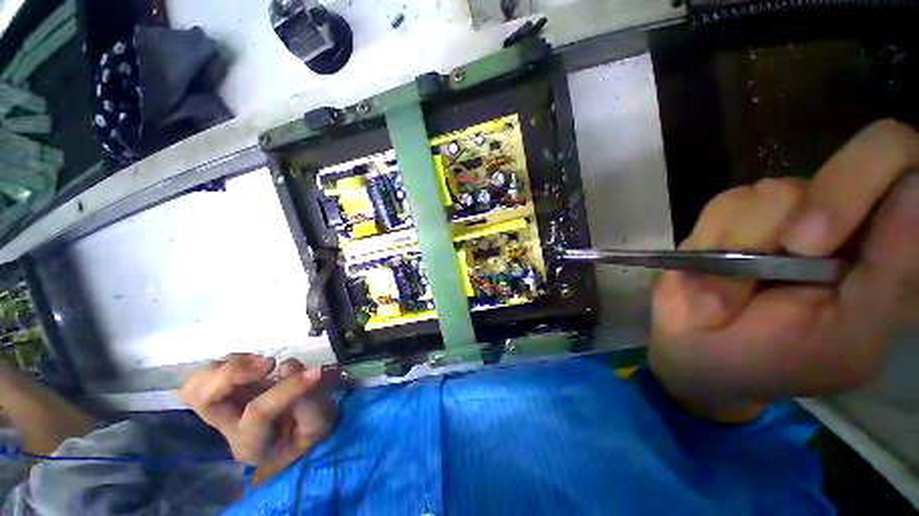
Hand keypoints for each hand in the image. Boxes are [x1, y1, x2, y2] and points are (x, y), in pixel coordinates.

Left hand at [180, 354, 336, 481]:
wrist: (294, 437)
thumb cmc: (308, 432)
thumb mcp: (318, 424)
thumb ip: (306, 400)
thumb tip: (288, 365)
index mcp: (252, 443)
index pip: (258, 413)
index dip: (288, 388)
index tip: (316, 372)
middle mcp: (227, 428)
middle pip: (203, 399)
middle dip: (233, 373)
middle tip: (269, 364)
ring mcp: (221, 410)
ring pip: (197, 385)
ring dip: (229, 366)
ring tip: (262, 362)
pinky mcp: (224, 393)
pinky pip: (207, 375)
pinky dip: (229, 362)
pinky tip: (255, 362)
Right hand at [649, 119, 918, 422]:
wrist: (696, 349)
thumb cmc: (773, 359)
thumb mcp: (845, 336)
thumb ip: (892, 271)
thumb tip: (914, 189)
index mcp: (889, 253)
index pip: (913, 169)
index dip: (885, 176)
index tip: (851, 224)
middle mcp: (850, 218)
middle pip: (863, 156)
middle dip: (825, 203)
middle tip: (795, 249)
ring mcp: (790, 210)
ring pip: (778, 191)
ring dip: (747, 242)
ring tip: (733, 288)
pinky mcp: (737, 213)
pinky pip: (727, 205)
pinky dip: (713, 240)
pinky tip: (711, 268)